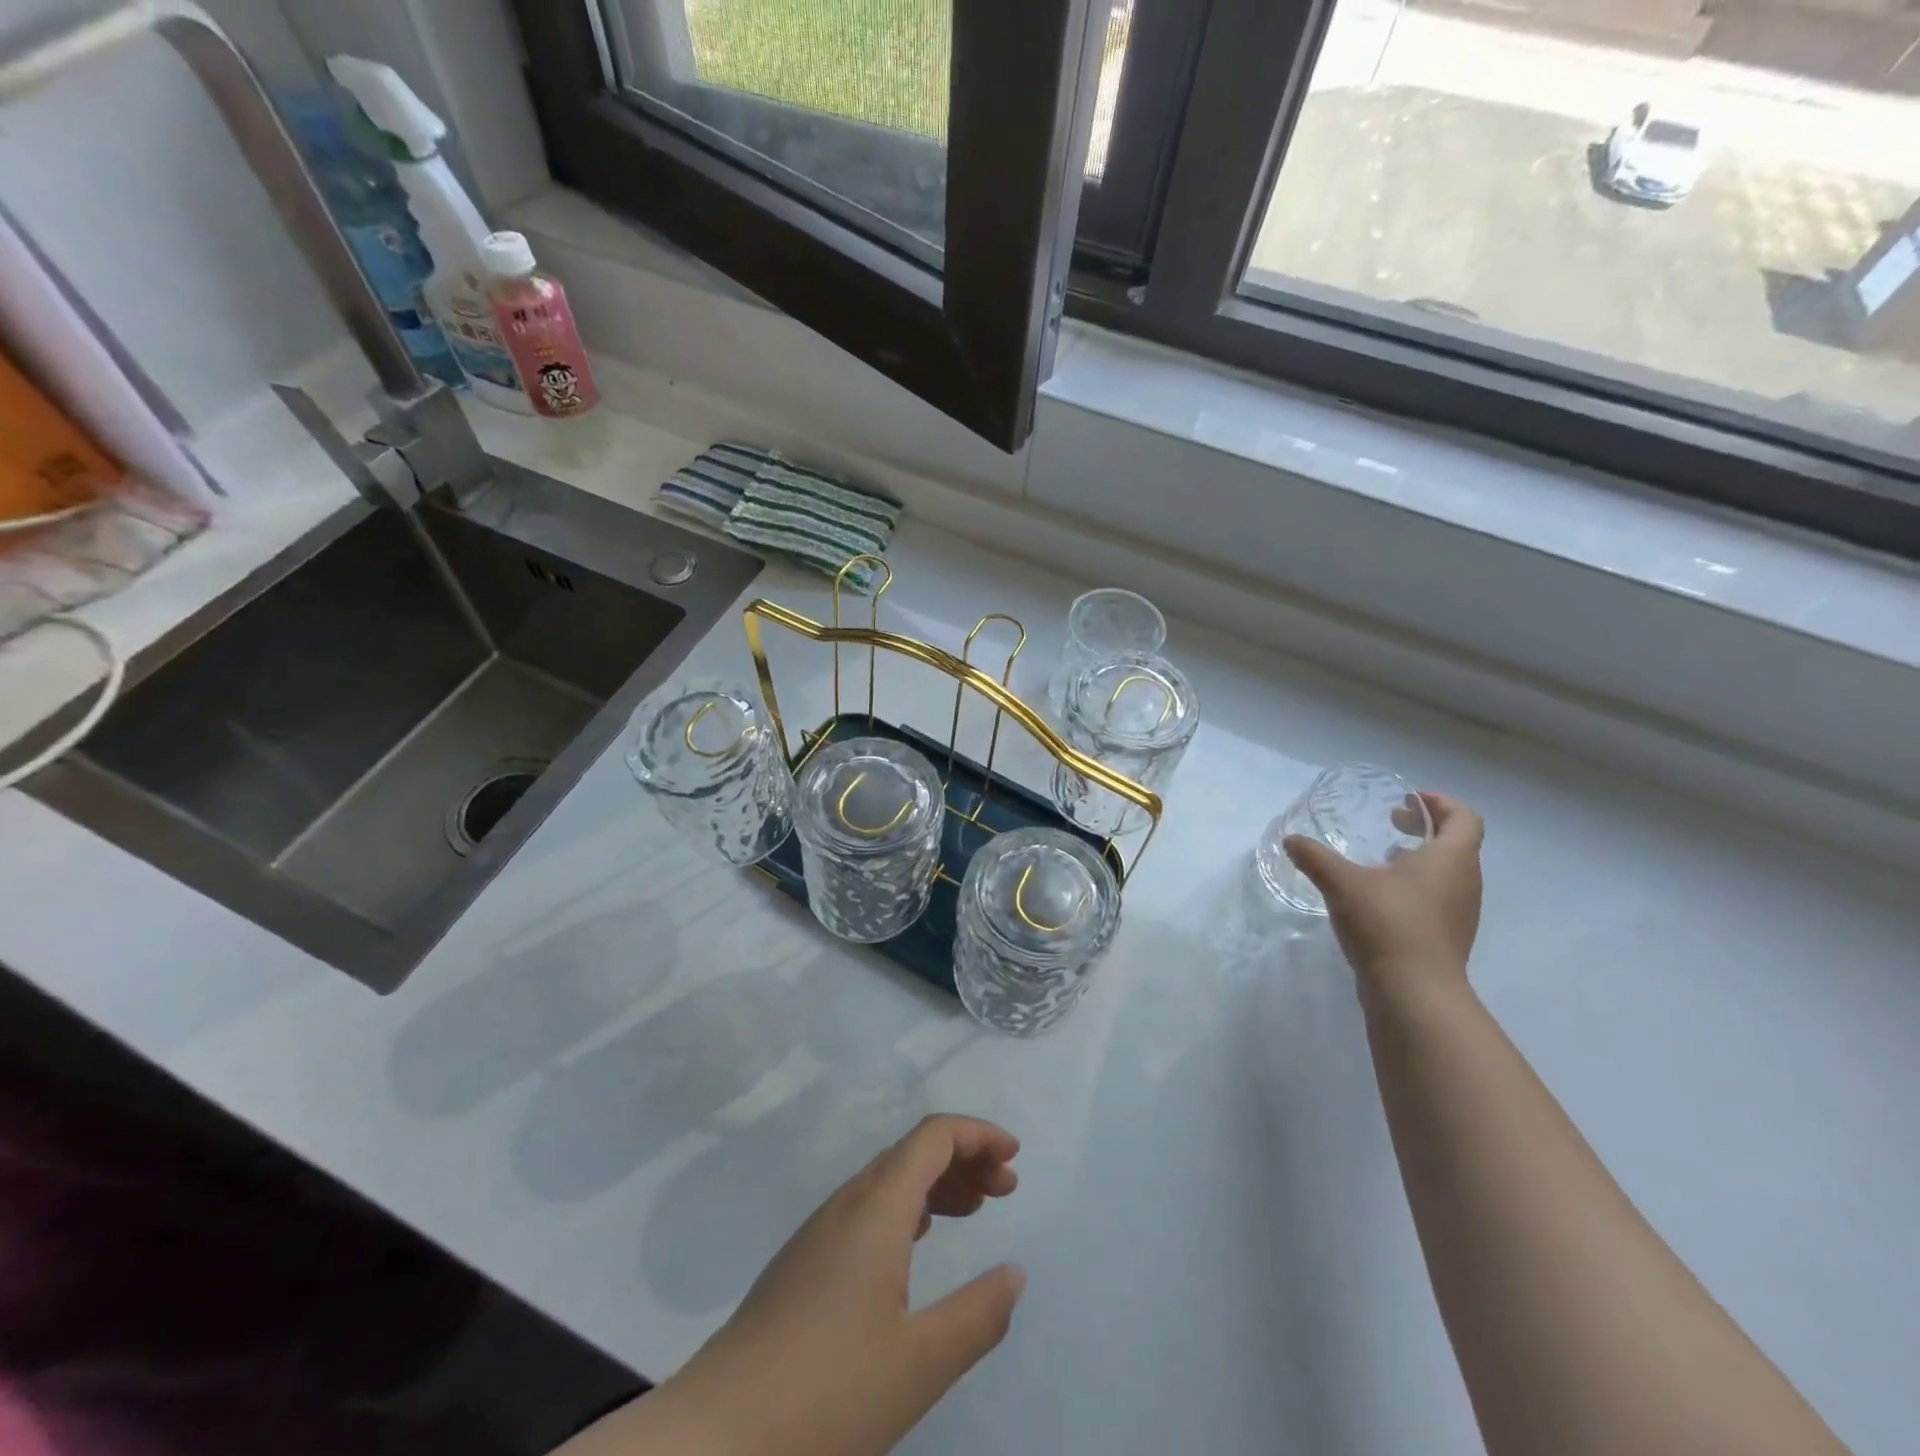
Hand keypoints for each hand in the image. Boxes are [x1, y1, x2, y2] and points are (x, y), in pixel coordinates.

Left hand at [652, 1115, 1024, 1455]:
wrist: (718, 1435)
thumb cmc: (827, 1393)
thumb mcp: (919, 1363)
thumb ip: (977, 1315)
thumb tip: (1015, 1274)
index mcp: (876, 1208)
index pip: (932, 1137)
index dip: (977, 1134)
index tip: (1014, 1157)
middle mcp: (847, 1204)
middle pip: (912, 1152)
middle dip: (964, 1158)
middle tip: (1005, 1189)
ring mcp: (820, 1231)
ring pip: (888, 1179)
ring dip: (935, 1182)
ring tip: (973, 1210)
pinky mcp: (804, 1262)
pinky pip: (868, 1207)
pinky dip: (907, 1208)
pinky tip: (915, 1244)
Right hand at [1285, 792, 1484, 1009]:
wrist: (1415, 993)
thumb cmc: (1388, 923)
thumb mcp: (1342, 883)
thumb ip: (1315, 857)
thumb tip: (1290, 840)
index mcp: (1451, 858)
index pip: (1464, 817)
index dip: (1440, 803)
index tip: (1407, 800)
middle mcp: (1465, 881)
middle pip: (1457, 842)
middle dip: (1425, 827)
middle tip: (1391, 822)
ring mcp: (1460, 912)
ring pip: (1447, 871)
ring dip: (1420, 857)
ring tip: (1382, 858)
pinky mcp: (1448, 936)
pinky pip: (1438, 896)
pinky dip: (1416, 884)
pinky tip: (1380, 895)